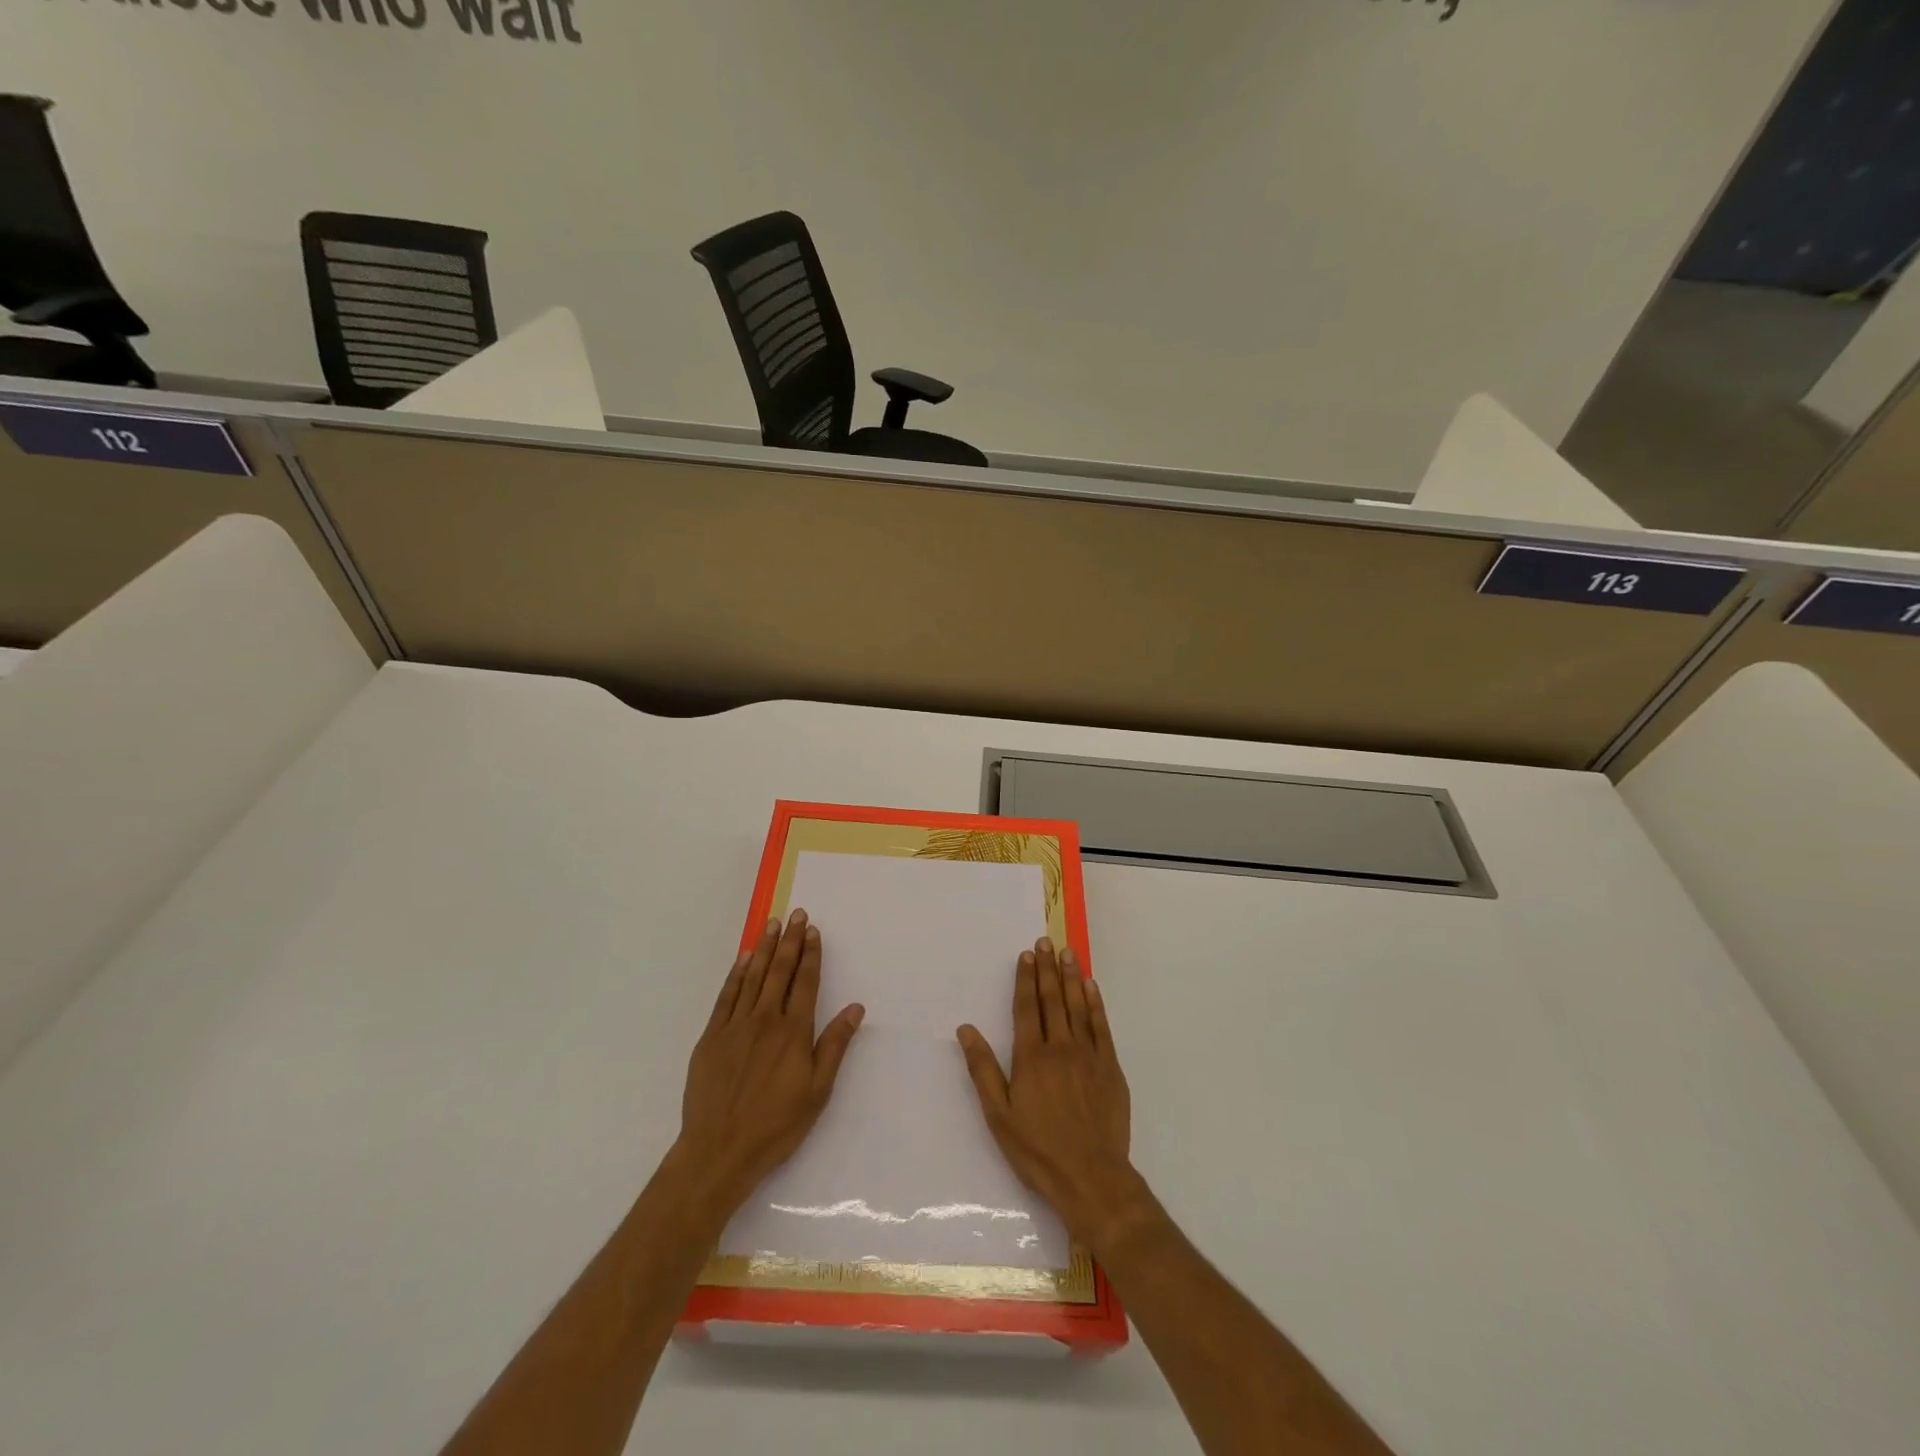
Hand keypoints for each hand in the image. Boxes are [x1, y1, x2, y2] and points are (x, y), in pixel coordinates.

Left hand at [673, 909, 864, 1219]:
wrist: (719, 1151)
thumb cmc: (776, 1126)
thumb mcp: (818, 1091)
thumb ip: (834, 1045)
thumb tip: (855, 1008)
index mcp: (794, 1033)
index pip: (806, 982)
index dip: (811, 955)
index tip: (813, 931)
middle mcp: (765, 1020)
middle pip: (780, 972)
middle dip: (790, 941)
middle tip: (795, 914)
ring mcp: (735, 1026)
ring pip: (753, 977)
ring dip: (764, 948)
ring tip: (772, 924)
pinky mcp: (711, 1037)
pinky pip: (726, 996)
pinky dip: (736, 974)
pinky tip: (743, 959)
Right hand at [957, 937, 1138, 1250]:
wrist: (1092, 1178)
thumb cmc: (1038, 1150)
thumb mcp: (999, 1115)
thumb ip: (983, 1069)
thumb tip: (966, 1029)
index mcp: (1031, 1057)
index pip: (1027, 1007)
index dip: (1026, 979)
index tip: (1026, 955)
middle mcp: (1060, 1047)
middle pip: (1053, 999)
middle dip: (1048, 969)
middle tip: (1046, 942)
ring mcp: (1089, 1055)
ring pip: (1078, 1006)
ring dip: (1071, 977)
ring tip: (1067, 953)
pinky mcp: (1110, 1068)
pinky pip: (1101, 1026)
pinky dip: (1095, 1003)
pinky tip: (1091, 987)